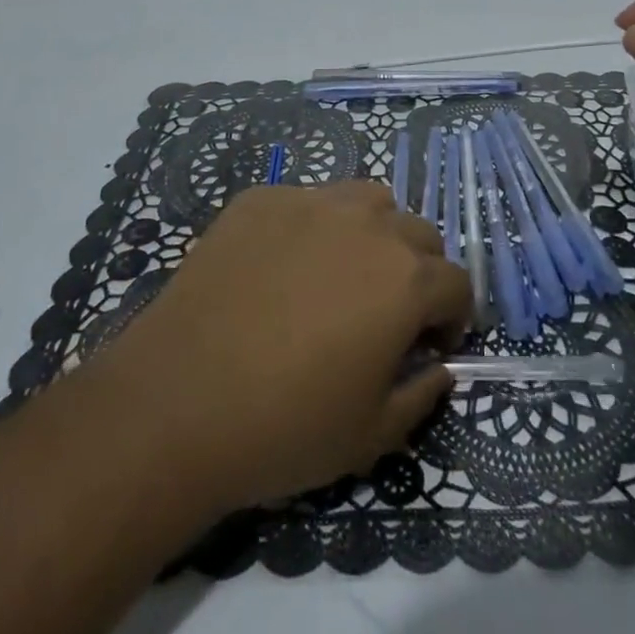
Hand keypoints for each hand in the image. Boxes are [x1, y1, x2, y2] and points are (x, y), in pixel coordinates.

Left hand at [76, 181, 470, 517]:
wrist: (177, 401)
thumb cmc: (284, 426)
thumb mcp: (371, 436)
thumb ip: (422, 395)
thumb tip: (439, 368)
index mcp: (406, 280)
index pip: (457, 282)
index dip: (454, 318)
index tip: (433, 346)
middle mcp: (369, 225)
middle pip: (419, 233)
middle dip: (418, 272)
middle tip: (389, 312)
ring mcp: (312, 202)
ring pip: (368, 201)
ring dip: (373, 232)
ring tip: (343, 272)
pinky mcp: (262, 198)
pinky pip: (306, 201)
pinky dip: (312, 227)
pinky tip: (280, 267)